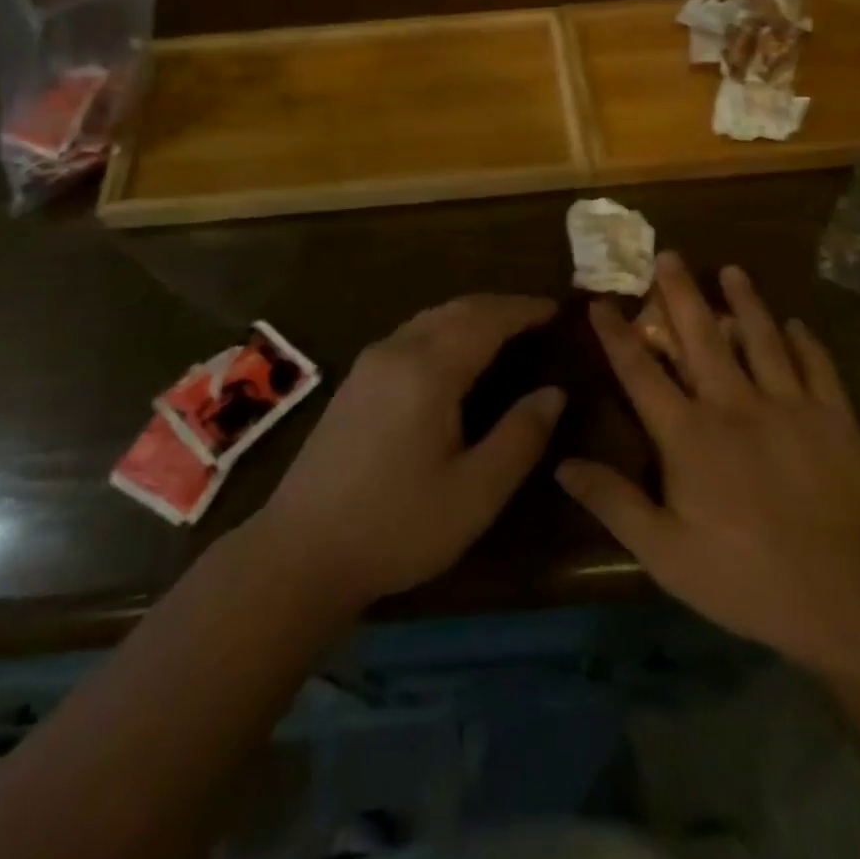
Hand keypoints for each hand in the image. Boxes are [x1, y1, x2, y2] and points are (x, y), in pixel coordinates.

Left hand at [254, 295, 564, 612]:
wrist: (300, 552)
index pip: (487, 319)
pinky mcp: (354, 381)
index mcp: (429, 370)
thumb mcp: (475, 493)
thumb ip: (520, 437)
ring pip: (430, 318)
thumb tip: (554, 392)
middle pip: (457, 309)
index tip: (559, 309)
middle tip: (538, 317)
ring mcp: (369, 363)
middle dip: (500, 306)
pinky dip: (445, 329)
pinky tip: (455, 355)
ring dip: (471, 315)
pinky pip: (411, 334)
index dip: (525, 310)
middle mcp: (397, 351)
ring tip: (505, 330)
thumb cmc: (397, 526)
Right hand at [557, 253, 859, 675]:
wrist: (850, 604)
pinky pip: (819, 368)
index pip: (641, 372)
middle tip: (668, 255)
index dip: (616, 335)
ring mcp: (790, 407)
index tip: (600, 303)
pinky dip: (807, 342)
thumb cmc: (745, 579)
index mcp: (688, 435)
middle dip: (680, 293)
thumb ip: (613, 502)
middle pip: (701, 336)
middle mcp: (735, 405)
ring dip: (744, 301)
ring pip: (762, 338)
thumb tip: (562, 463)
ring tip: (732, 269)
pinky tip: (798, 324)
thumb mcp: (664, 553)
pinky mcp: (836, 420)